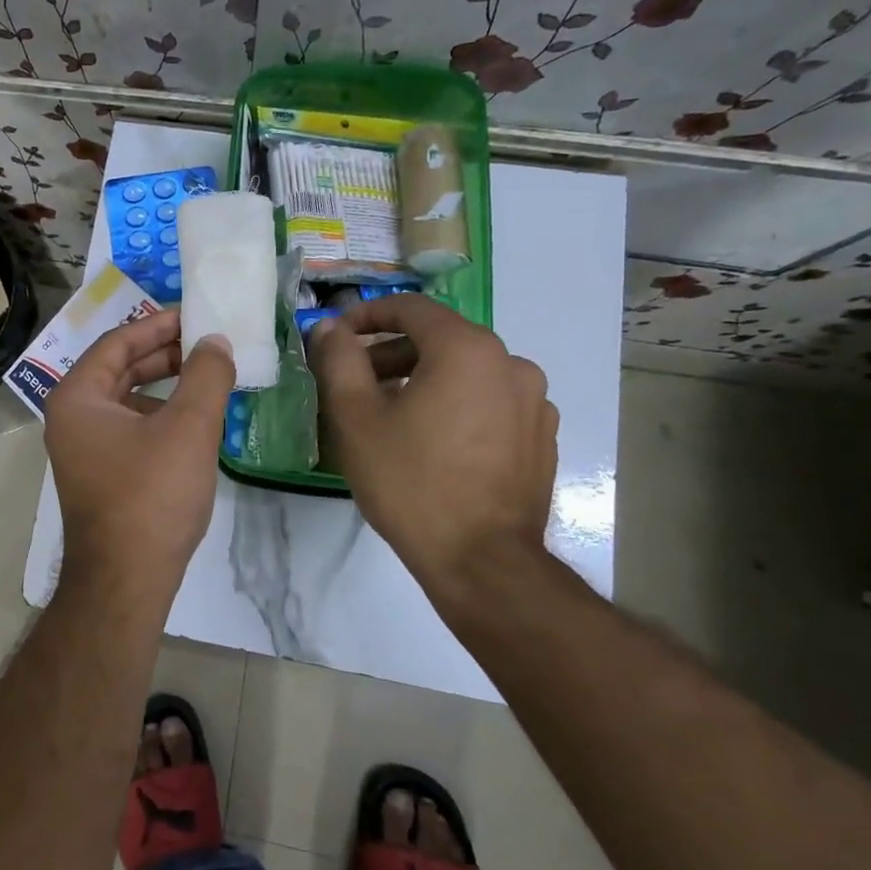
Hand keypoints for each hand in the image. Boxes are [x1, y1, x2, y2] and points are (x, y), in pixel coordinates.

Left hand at [44, 308, 236, 605]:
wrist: (126, 581)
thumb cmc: (151, 496)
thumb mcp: (188, 428)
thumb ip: (205, 375)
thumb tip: (215, 342)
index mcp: (77, 397)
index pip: (117, 342)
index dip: (158, 324)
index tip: (195, 315)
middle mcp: (71, 417)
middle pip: (120, 368)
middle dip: (164, 353)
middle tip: (207, 342)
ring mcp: (83, 448)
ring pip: (127, 399)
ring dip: (165, 384)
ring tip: (207, 376)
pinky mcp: (100, 474)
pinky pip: (130, 428)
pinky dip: (160, 415)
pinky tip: (193, 420)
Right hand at [309, 295, 557, 598]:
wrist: (482, 561)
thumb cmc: (410, 481)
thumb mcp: (355, 417)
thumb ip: (338, 359)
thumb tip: (330, 326)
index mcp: (467, 349)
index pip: (410, 308)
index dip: (366, 315)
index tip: (336, 338)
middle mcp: (511, 363)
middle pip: (439, 339)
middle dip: (390, 353)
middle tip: (355, 384)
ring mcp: (534, 401)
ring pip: (466, 371)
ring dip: (423, 380)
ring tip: (391, 417)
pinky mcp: (541, 436)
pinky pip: (490, 402)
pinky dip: (456, 405)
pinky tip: (433, 443)